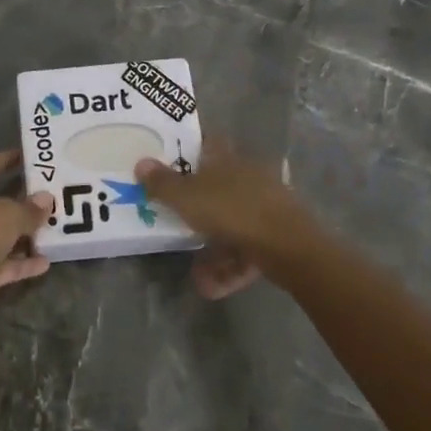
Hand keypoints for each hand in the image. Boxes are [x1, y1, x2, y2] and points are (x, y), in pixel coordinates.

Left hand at [0, 150, 53, 321]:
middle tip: (51, 195)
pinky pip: (0, 263)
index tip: (32, 157)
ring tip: (53, 228)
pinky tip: (45, 262)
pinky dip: (19, 263)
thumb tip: (46, 199)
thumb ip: (29, 208)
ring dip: (22, 234)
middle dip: (21, 201)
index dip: (8, 159)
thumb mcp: (7, 215)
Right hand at [136, 141, 320, 300]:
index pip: (209, 144)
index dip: (192, 150)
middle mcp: (249, 178)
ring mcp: (266, 207)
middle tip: (177, 222)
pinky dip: (229, 267)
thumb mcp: (187, 198)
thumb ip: (162, 183)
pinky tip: (211, 287)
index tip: (173, 163)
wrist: (289, 247)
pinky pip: (247, 251)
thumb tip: (140, 162)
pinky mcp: (278, 237)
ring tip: (197, 275)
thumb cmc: (232, 211)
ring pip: (233, 225)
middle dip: (199, 210)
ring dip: (214, 250)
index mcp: (228, 161)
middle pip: (219, 188)